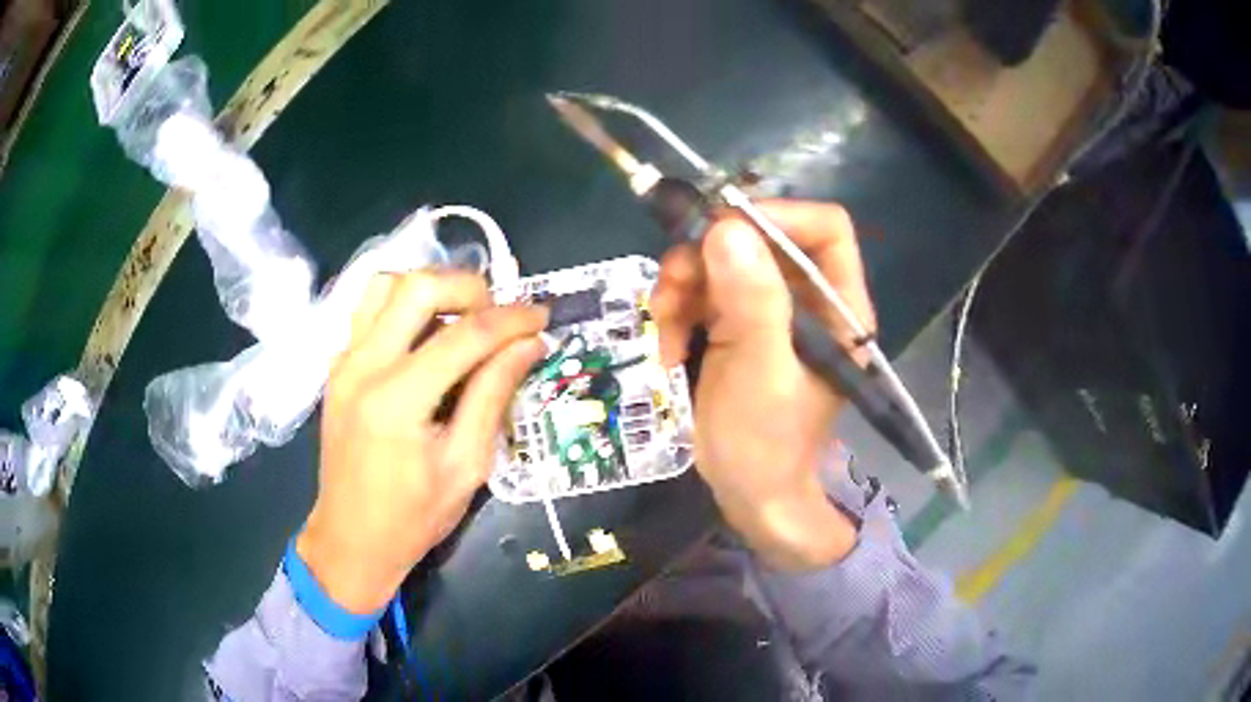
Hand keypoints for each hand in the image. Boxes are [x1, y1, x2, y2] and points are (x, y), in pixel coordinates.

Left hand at [298, 271, 547, 613]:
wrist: (351, 539)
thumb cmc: (413, 517)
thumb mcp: (466, 466)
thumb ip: (494, 396)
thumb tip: (529, 345)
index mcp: (398, 400)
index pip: (465, 336)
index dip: (512, 321)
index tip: (543, 318)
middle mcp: (363, 366)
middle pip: (418, 287)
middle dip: (469, 288)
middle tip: (499, 317)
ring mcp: (344, 361)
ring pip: (387, 284)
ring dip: (432, 289)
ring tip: (463, 318)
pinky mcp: (337, 365)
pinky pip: (370, 309)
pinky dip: (404, 305)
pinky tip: (427, 335)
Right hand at [650, 201, 876, 570]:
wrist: (746, 493)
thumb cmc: (766, 443)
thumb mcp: (760, 372)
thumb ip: (752, 301)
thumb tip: (727, 228)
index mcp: (836, 306)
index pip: (825, 228)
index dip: (777, 216)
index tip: (722, 231)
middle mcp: (805, 298)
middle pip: (759, 238)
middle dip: (708, 256)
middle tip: (673, 287)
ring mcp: (766, 309)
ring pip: (719, 261)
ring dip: (682, 286)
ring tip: (664, 326)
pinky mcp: (733, 323)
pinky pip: (699, 291)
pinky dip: (676, 311)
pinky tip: (667, 347)